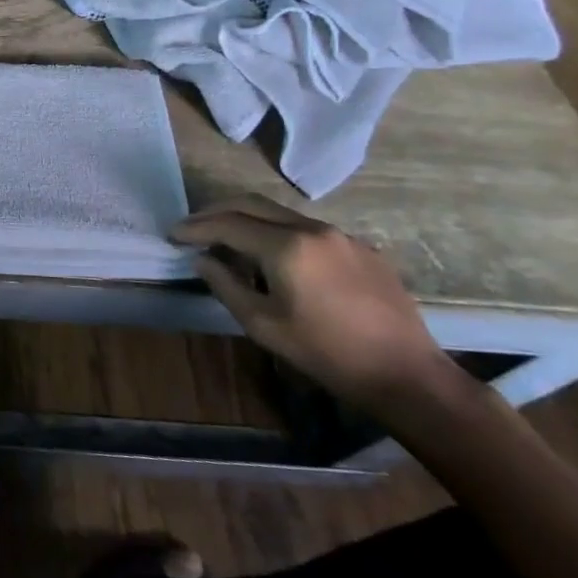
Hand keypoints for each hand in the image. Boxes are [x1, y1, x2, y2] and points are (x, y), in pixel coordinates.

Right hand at [171, 195, 449, 415]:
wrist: (405, 374)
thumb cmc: (325, 352)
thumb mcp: (262, 324)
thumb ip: (225, 284)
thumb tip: (203, 259)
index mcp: (286, 246)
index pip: (228, 224)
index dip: (195, 227)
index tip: (172, 234)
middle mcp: (313, 228)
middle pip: (252, 203)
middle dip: (216, 212)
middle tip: (192, 227)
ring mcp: (341, 235)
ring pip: (280, 213)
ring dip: (247, 219)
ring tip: (227, 240)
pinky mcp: (361, 248)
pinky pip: (307, 229)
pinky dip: (278, 232)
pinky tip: (274, 258)